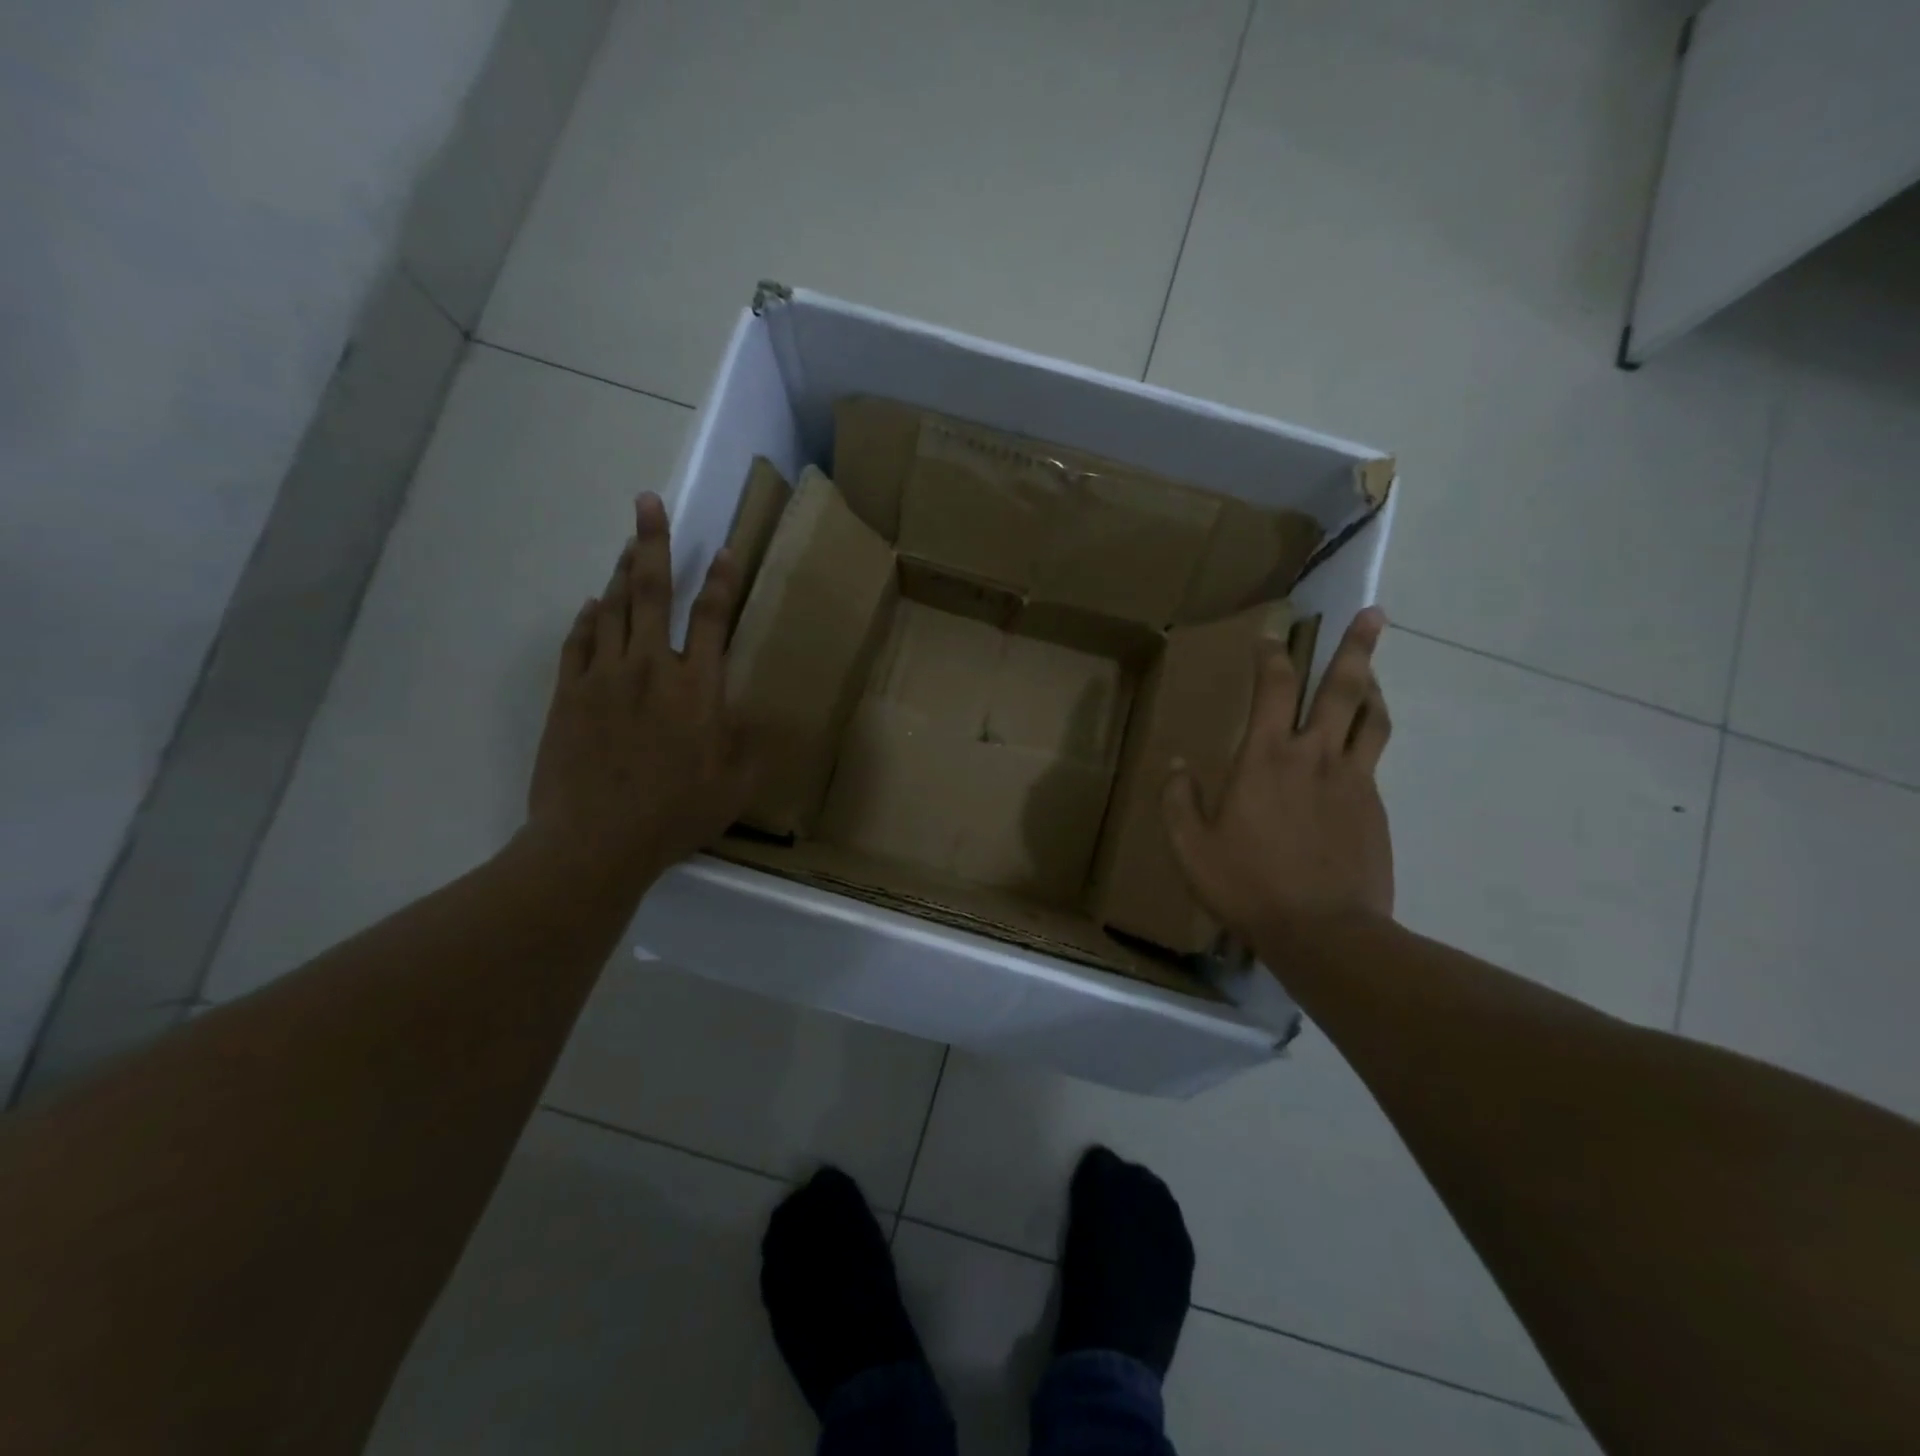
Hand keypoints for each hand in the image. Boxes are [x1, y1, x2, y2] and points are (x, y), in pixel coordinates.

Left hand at [524, 493, 755, 892]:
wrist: (596, 840)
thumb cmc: (676, 813)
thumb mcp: (737, 784)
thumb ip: (756, 744)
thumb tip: (769, 715)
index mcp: (698, 687)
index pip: (713, 620)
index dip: (723, 582)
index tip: (726, 551)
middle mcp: (651, 668)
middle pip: (653, 593)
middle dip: (654, 544)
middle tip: (648, 503)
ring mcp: (604, 677)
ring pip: (613, 609)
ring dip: (623, 573)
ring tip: (630, 544)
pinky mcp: (569, 694)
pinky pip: (579, 641)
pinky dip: (588, 618)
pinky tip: (594, 605)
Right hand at [1163, 607, 1394, 953]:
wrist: (1324, 932)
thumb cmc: (1248, 885)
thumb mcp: (1190, 848)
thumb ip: (1178, 801)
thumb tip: (1176, 765)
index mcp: (1265, 758)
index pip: (1272, 689)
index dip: (1271, 656)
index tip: (1271, 636)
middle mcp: (1314, 756)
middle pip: (1341, 689)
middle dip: (1356, 647)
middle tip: (1374, 614)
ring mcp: (1352, 780)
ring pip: (1371, 718)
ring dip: (1372, 687)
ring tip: (1372, 672)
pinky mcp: (1374, 807)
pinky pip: (1373, 757)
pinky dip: (1369, 735)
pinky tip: (1358, 745)